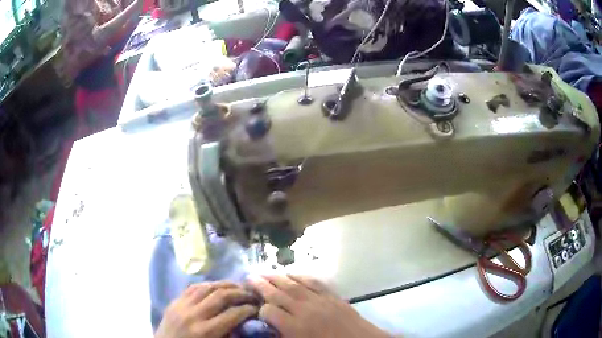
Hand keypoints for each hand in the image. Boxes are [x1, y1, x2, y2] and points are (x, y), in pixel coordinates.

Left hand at [155, 281, 257, 337]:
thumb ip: (230, 335)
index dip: (248, 309)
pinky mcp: (175, 301)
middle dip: (240, 293)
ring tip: (239, 287)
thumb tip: (245, 323)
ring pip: (207, 287)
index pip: (232, 314)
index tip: (258, 308)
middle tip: (252, 294)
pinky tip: (218, 286)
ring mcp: (182, 305)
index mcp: (205, 331)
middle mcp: (193, 314)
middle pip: (221, 296)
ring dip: (226, 285)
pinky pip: (193, 287)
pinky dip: (209, 284)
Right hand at [249, 275, 388, 337]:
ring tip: (265, 272)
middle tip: (249, 276)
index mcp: (295, 327)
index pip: (269, 311)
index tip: (256, 307)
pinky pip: (313, 282)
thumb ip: (284, 335)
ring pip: (293, 285)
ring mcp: (320, 300)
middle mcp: (304, 310)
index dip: (260, 308)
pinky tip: (292, 273)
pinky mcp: (332, 296)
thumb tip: (270, 327)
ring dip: (277, 277)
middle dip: (262, 284)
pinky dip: (301, 276)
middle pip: (278, 294)